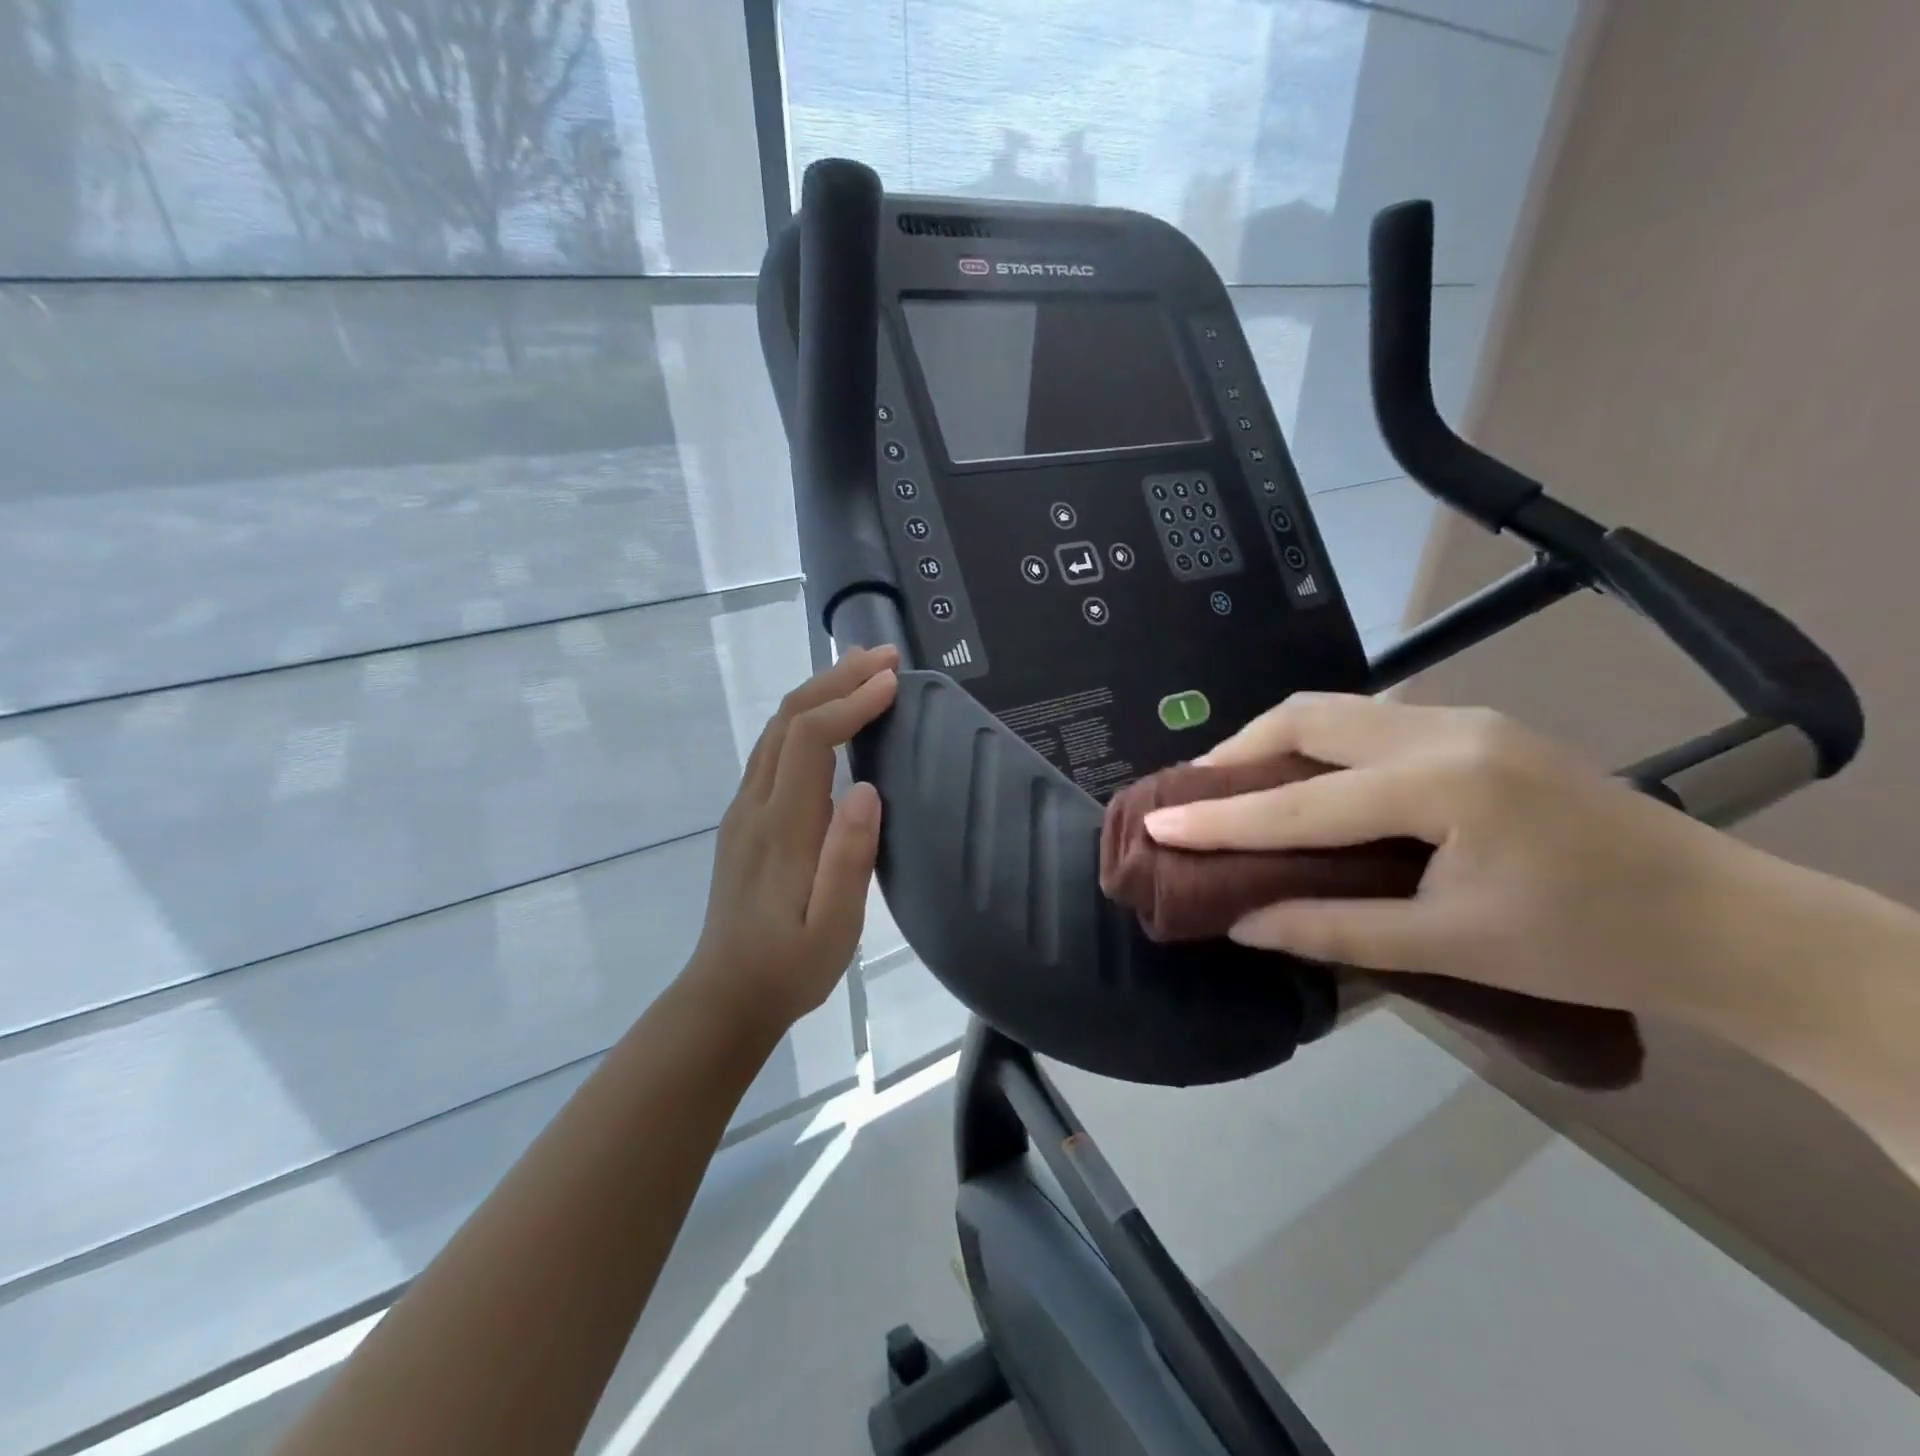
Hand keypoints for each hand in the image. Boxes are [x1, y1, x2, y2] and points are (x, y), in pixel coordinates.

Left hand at [684, 646, 897, 1034]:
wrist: (726, 996)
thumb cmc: (790, 967)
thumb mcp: (834, 928)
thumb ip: (848, 859)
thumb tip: (865, 789)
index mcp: (781, 827)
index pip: (809, 739)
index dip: (850, 703)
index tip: (892, 683)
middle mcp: (755, 805)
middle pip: (787, 719)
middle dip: (836, 679)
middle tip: (883, 657)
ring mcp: (744, 809)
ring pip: (775, 729)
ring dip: (818, 691)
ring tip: (859, 669)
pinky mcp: (745, 819)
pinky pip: (772, 749)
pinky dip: (804, 717)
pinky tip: (827, 717)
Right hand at [1143, 692, 1782, 1029]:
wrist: (1725, 920)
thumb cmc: (1587, 944)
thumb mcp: (1450, 947)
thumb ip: (1334, 929)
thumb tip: (1242, 921)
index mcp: (1442, 786)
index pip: (1300, 800)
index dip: (1220, 817)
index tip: (1156, 821)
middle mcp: (1444, 730)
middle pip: (1308, 715)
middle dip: (1237, 752)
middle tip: (1196, 796)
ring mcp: (1464, 718)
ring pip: (1337, 708)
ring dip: (1275, 741)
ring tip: (1238, 786)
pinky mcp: (1476, 726)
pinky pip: (1370, 719)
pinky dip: (1318, 743)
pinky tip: (1309, 779)